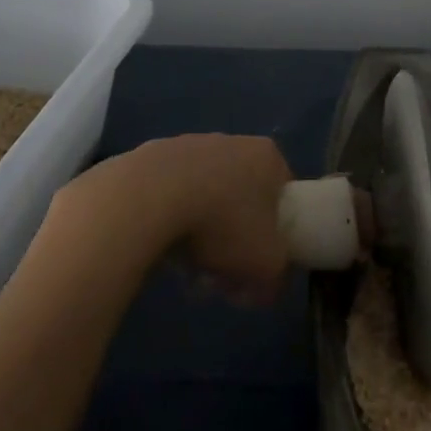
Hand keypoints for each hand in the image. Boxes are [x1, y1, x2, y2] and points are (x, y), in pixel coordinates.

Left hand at [62, 135, 293, 304]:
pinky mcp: (149, 157)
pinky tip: (159, 249)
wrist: (148, 198)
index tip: (260, 264)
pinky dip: (169, 221)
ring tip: (187, 269)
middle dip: (234, 239)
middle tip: (222, 274)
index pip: (282, 196)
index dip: (275, 235)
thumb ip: (277, 279)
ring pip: (204, 198)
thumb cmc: (223, 225)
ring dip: (200, 234)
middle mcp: (231, 141)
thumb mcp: (267, 265)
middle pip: (241, 199)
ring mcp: (188, 145)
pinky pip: (169, 196)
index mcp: (267, 156)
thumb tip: (266, 288)